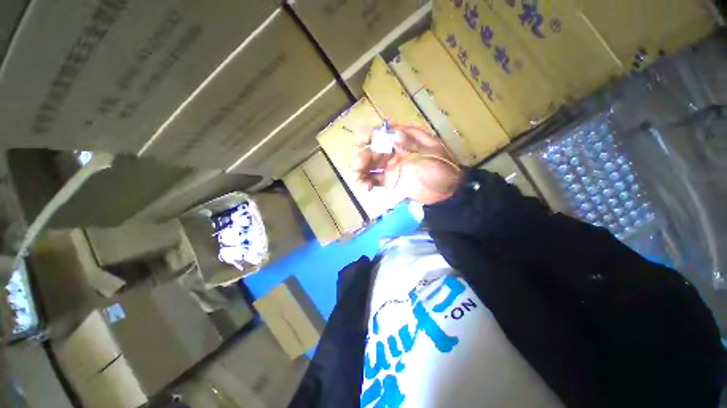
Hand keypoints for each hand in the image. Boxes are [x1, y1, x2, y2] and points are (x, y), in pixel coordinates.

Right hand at [352, 122, 462, 204]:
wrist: (447, 192)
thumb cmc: (443, 168)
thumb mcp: (432, 153)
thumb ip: (413, 144)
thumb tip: (394, 134)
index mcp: (404, 139)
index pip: (382, 132)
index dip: (368, 134)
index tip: (360, 142)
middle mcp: (393, 150)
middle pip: (372, 150)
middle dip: (362, 158)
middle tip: (359, 167)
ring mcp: (390, 166)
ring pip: (369, 165)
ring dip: (361, 171)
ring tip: (360, 179)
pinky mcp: (389, 181)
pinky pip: (374, 180)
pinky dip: (367, 182)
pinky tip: (367, 187)